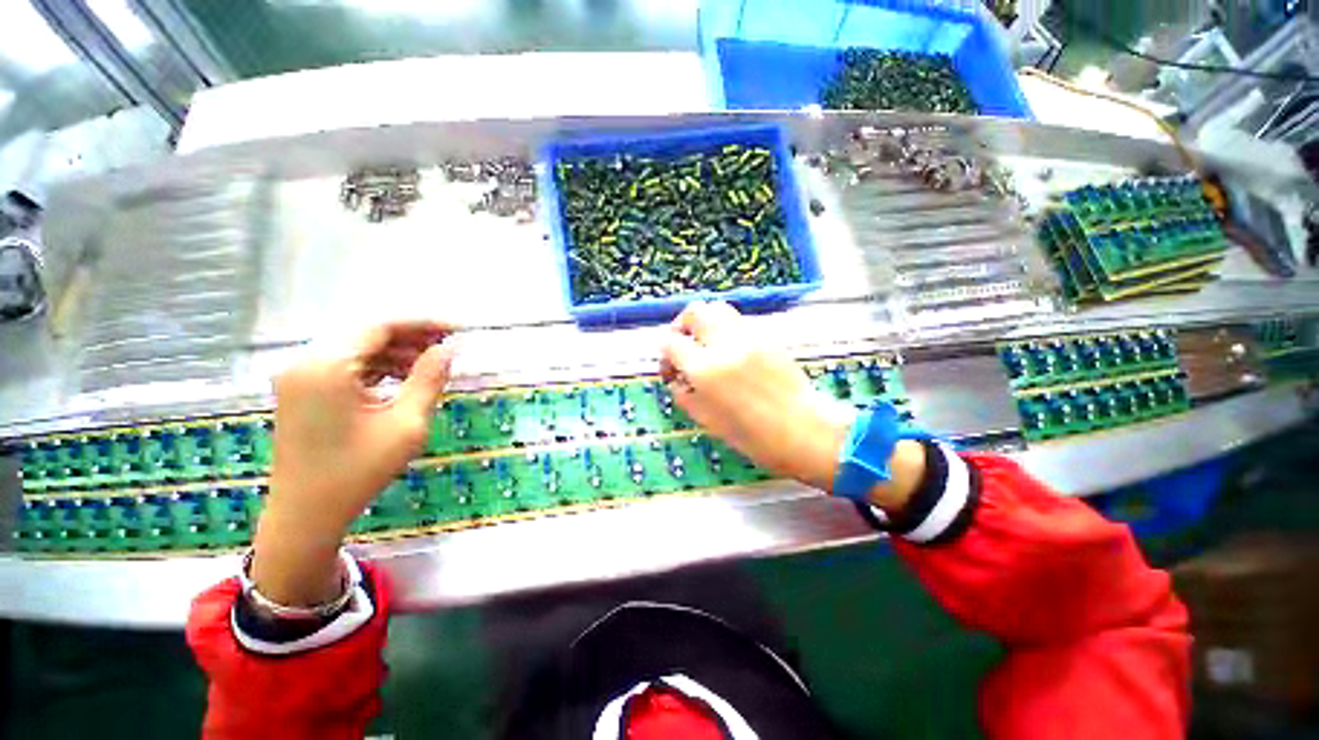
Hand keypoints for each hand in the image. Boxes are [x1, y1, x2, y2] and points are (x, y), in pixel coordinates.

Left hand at [252, 321, 455, 605]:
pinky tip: (402, 377)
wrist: (306, 515)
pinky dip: (377, 367)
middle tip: (450, 345)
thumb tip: (450, 348)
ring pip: (357, 349)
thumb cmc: (358, 471)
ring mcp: (299, 376)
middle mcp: (306, 362)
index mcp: (327, 367)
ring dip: (396, 352)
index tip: (458, 328)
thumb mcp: (406, 424)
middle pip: (367, 334)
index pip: (380, 326)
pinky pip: (345, 366)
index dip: (423, 323)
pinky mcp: (301, 391)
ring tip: (432, 362)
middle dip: (411, 337)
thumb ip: (429, 379)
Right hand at [660, 302, 923, 509]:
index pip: (671, 342)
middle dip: (681, 325)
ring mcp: (749, 336)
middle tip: (683, 345)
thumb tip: (676, 379)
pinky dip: (725, 328)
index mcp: (706, 370)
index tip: (671, 370)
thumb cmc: (754, 437)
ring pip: (718, 308)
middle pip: (694, 311)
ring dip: (704, 321)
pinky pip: (738, 320)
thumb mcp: (708, 421)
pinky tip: (729, 350)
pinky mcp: (767, 336)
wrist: (806, 431)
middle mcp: (725, 344)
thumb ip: (684, 395)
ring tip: (705, 343)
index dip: (665, 355)